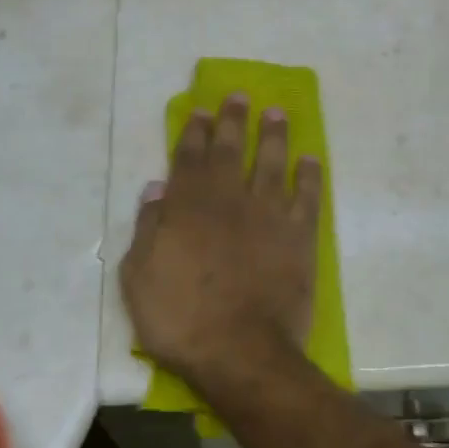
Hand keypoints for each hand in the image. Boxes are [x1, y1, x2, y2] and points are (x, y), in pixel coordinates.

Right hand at [119, 95, 323, 392]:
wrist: (240, 351)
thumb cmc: (180, 319)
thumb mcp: (138, 277)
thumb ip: (148, 227)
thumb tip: (158, 187)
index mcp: (188, 206)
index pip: (189, 157)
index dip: (195, 131)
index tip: (201, 110)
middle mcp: (229, 199)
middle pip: (230, 150)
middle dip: (233, 120)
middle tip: (240, 96)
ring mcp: (268, 215)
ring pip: (271, 163)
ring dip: (274, 136)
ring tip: (277, 113)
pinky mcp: (299, 236)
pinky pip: (307, 197)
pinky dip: (309, 176)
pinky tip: (310, 160)